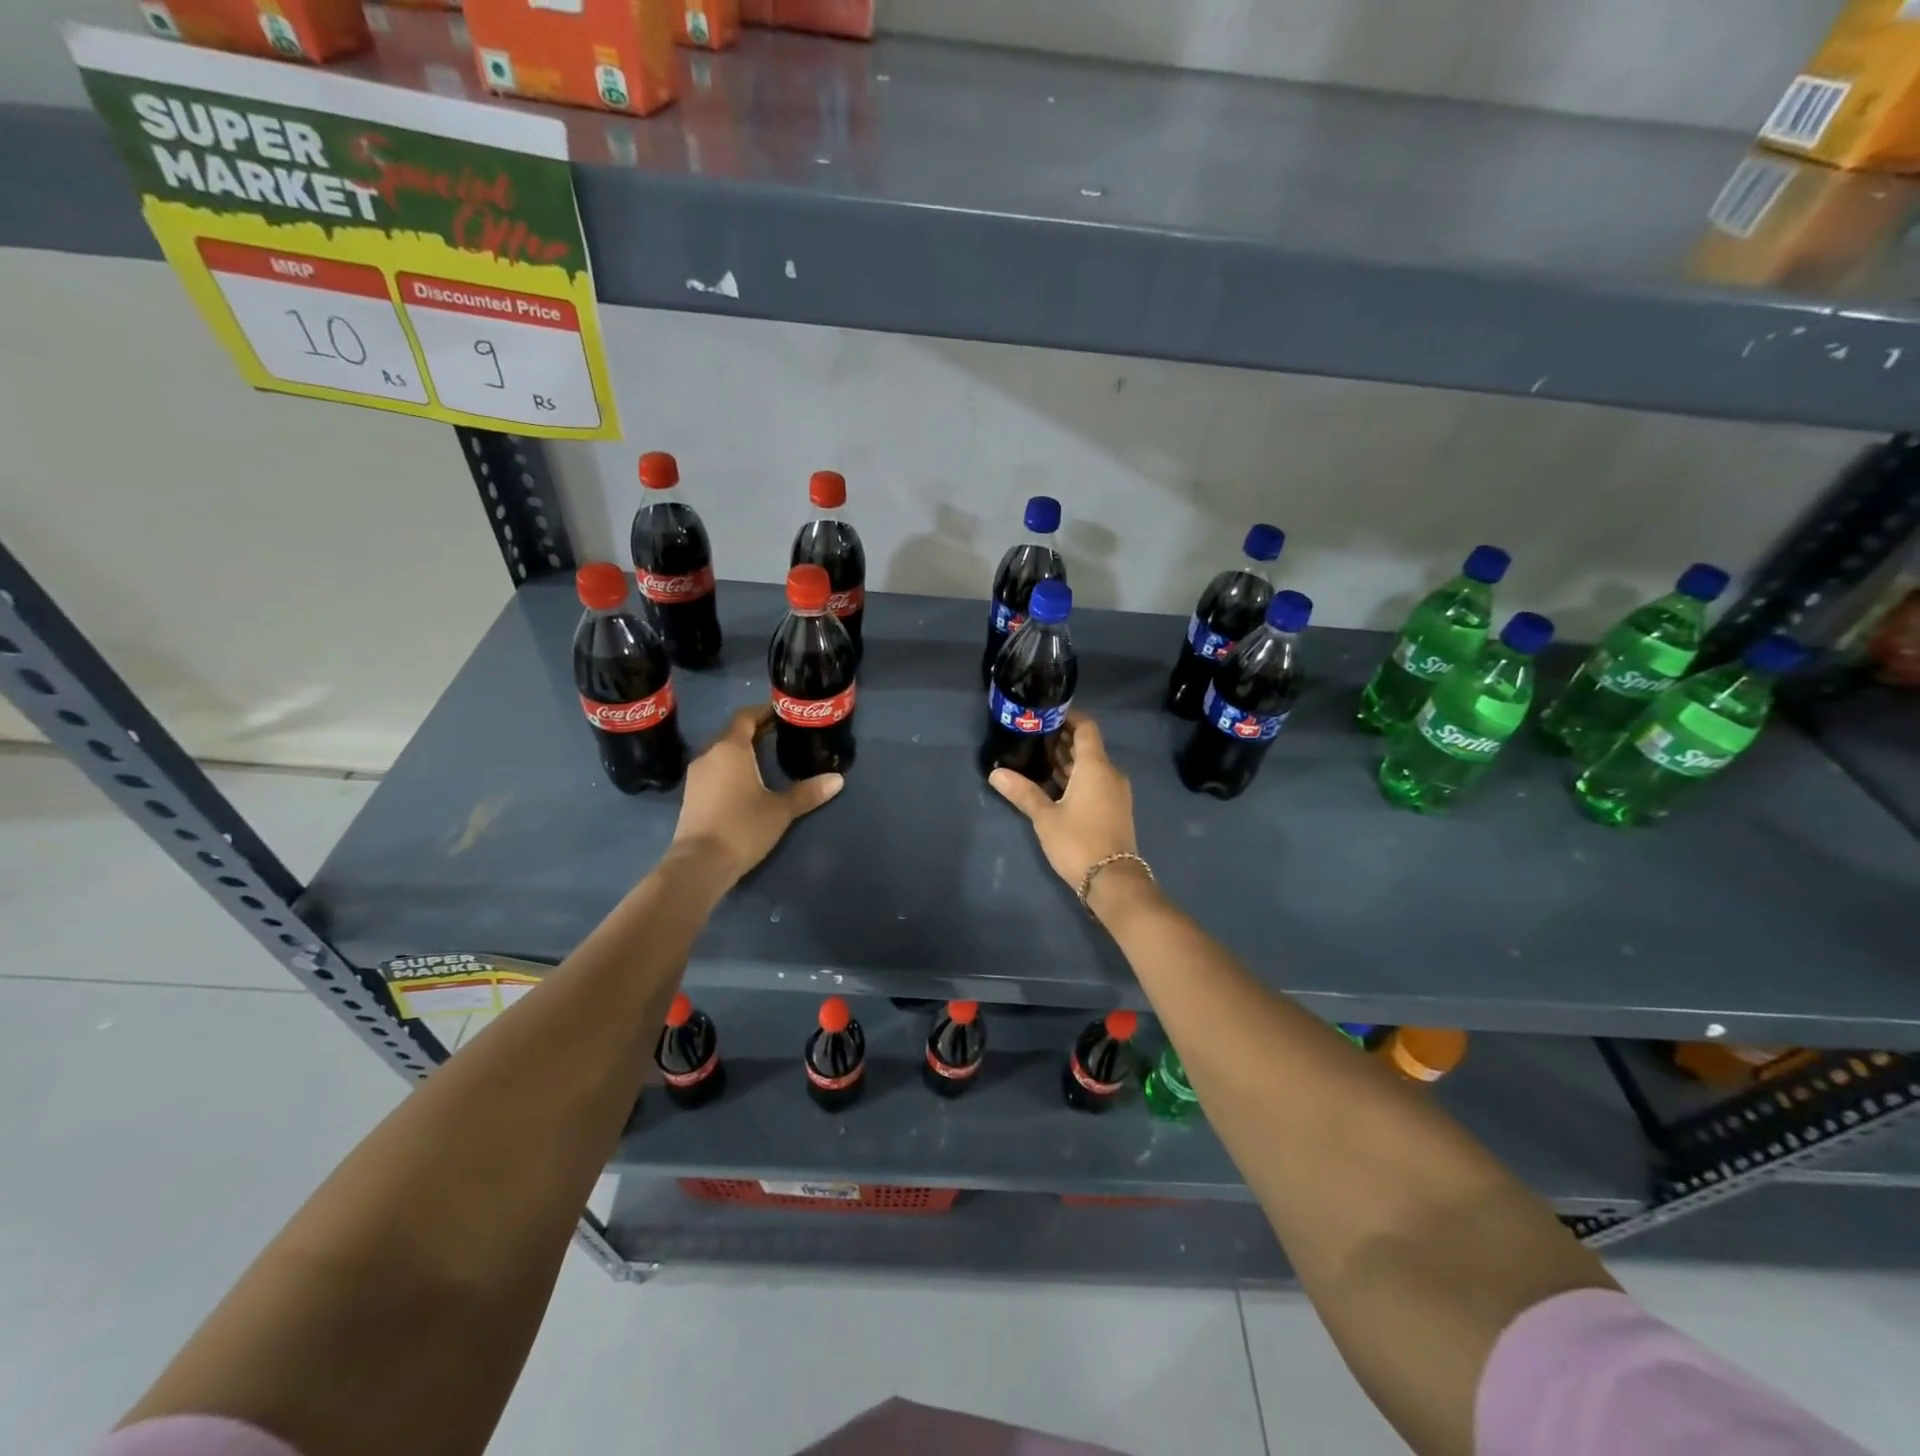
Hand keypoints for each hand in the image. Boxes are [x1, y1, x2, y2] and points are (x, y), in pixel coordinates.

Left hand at [670, 705, 841, 885]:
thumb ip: (808, 792)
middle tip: (782, 735)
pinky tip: (747, 781)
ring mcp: (696, 775)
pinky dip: (731, 767)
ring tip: (767, 757)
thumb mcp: (781, 810)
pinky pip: (714, 769)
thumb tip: (838, 779)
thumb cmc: (743, 827)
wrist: (699, 864)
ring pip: (722, 752)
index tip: (783, 713)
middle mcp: (709, 754)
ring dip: (742, 750)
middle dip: (756, 731)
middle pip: (733, 733)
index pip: (746, 717)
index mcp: (731, 748)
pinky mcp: (691, 794)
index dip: (764, 712)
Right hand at [989, 711, 1140, 892]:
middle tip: (1032, 736)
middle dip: (1062, 740)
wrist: (1113, 881)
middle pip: (1087, 746)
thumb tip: (995, 773)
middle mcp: (1110, 773)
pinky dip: (1076, 778)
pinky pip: (1094, 782)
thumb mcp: (1045, 817)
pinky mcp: (1114, 809)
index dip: (1069, 717)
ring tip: (1036, 758)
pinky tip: (1052, 785)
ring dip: (1067, 761)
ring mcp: (1115, 792)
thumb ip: (1023, 792)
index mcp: (1096, 767)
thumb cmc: (1078, 841)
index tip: (1046, 714)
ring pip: (1090, 766)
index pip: (1086, 728)